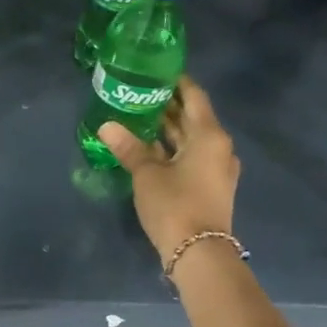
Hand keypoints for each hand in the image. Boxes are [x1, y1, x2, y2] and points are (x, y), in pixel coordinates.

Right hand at [99, 76, 239, 261]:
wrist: (199, 254)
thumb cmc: (175, 205)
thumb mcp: (146, 174)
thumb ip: (129, 147)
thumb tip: (106, 125)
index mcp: (209, 135)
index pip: (194, 96)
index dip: (176, 82)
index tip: (155, 72)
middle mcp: (219, 147)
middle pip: (193, 118)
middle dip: (168, 106)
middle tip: (139, 94)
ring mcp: (218, 169)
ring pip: (192, 140)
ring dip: (169, 130)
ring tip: (139, 118)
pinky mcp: (211, 187)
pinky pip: (192, 158)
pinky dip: (173, 149)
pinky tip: (150, 148)